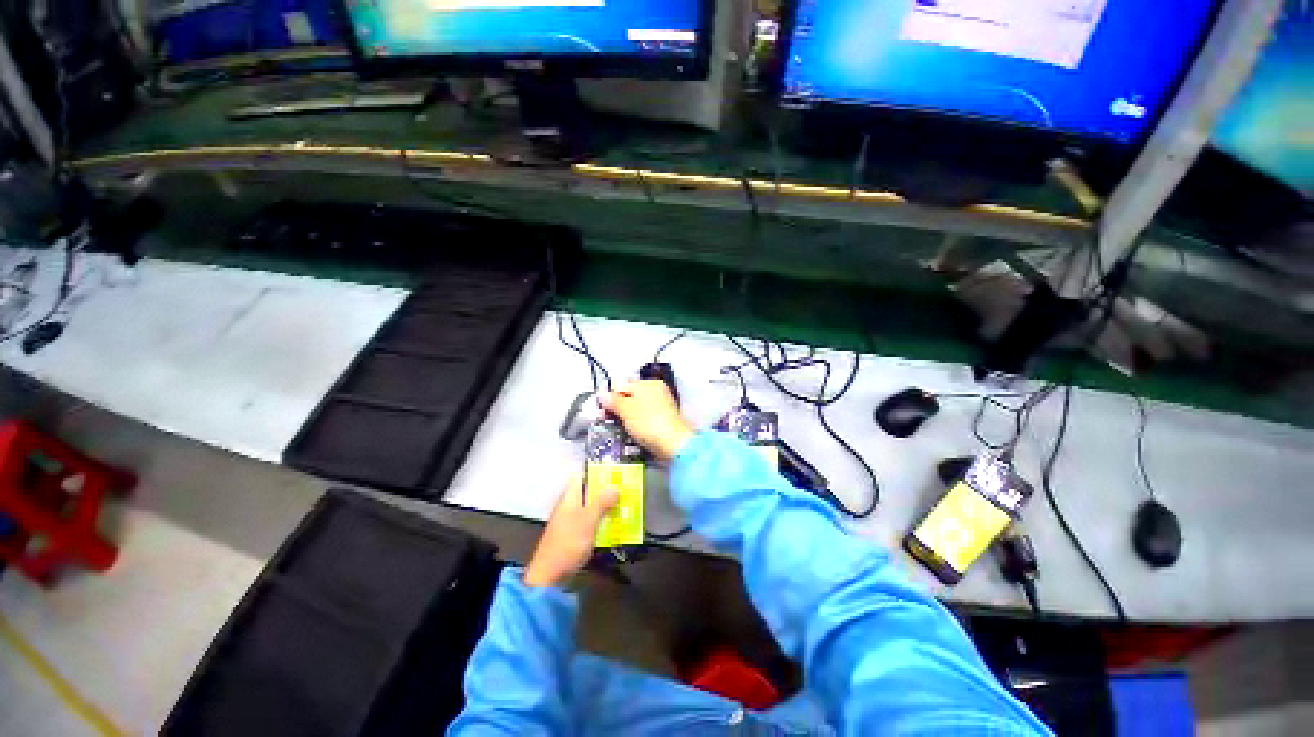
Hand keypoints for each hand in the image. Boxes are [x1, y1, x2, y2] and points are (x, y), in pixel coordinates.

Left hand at [524, 474, 618, 587]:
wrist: (550, 572)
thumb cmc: (568, 544)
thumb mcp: (587, 522)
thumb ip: (600, 504)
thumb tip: (613, 486)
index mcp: (568, 499)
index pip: (579, 477)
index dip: (594, 472)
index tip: (614, 471)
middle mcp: (568, 507)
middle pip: (587, 493)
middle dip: (605, 491)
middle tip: (627, 490)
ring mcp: (570, 522)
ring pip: (590, 509)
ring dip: (606, 508)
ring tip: (627, 507)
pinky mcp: (574, 536)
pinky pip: (590, 523)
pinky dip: (602, 522)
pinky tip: (615, 527)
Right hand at [603, 380, 694, 460]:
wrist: (674, 444)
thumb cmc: (649, 423)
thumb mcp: (626, 410)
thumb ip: (612, 401)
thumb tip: (602, 394)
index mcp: (648, 383)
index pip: (622, 385)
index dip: (609, 397)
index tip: (601, 410)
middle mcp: (657, 392)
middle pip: (630, 397)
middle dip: (617, 409)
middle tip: (608, 421)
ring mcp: (662, 407)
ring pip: (637, 410)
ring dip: (626, 419)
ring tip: (619, 429)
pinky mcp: (664, 422)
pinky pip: (645, 420)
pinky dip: (637, 426)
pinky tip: (632, 434)